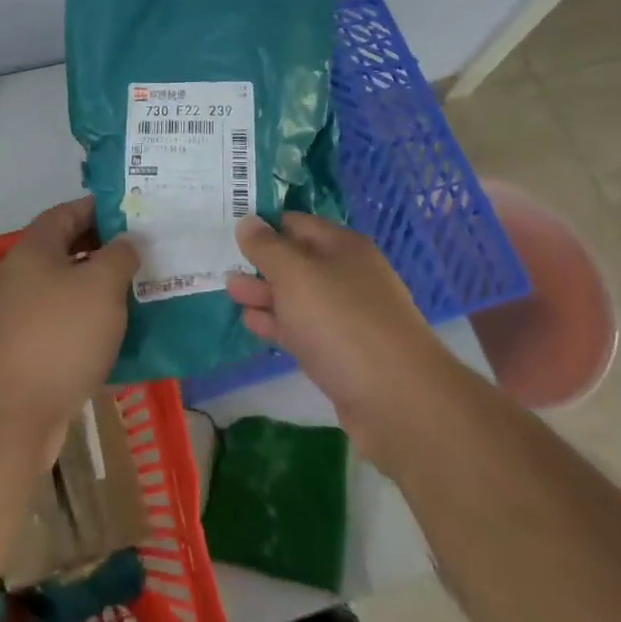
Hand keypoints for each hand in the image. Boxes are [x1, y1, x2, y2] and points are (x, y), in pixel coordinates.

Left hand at [0, 198, 136, 460]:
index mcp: (35, 249)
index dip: (100, 208)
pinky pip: (65, 326)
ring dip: (101, 291)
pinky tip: (121, 337)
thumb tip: (126, 240)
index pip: (67, 212)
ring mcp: (21, 316)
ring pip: (68, 291)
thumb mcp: (102, 285)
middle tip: (144, 254)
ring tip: (141, 293)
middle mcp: (22, 276)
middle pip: (67, 251)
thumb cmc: (60, 336)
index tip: (133, 213)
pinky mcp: (26, 353)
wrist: (10, 415)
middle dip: (105, 251)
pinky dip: (91, 326)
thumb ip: (120, 255)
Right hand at [227, 213, 445, 474]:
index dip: (262, 225)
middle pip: (297, 260)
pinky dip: (278, 324)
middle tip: (222, 264)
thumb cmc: (342, 322)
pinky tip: (252, 324)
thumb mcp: (295, 274)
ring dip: (265, 294)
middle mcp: (348, 275)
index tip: (229, 230)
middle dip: (260, 263)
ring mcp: (348, 316)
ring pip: (299, 297)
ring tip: (230, 292)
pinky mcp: (343, 353)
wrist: (398, 400)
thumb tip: (248, 221)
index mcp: (342, 246)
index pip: (295, 222)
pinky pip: (304, 329)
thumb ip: (267, 247)